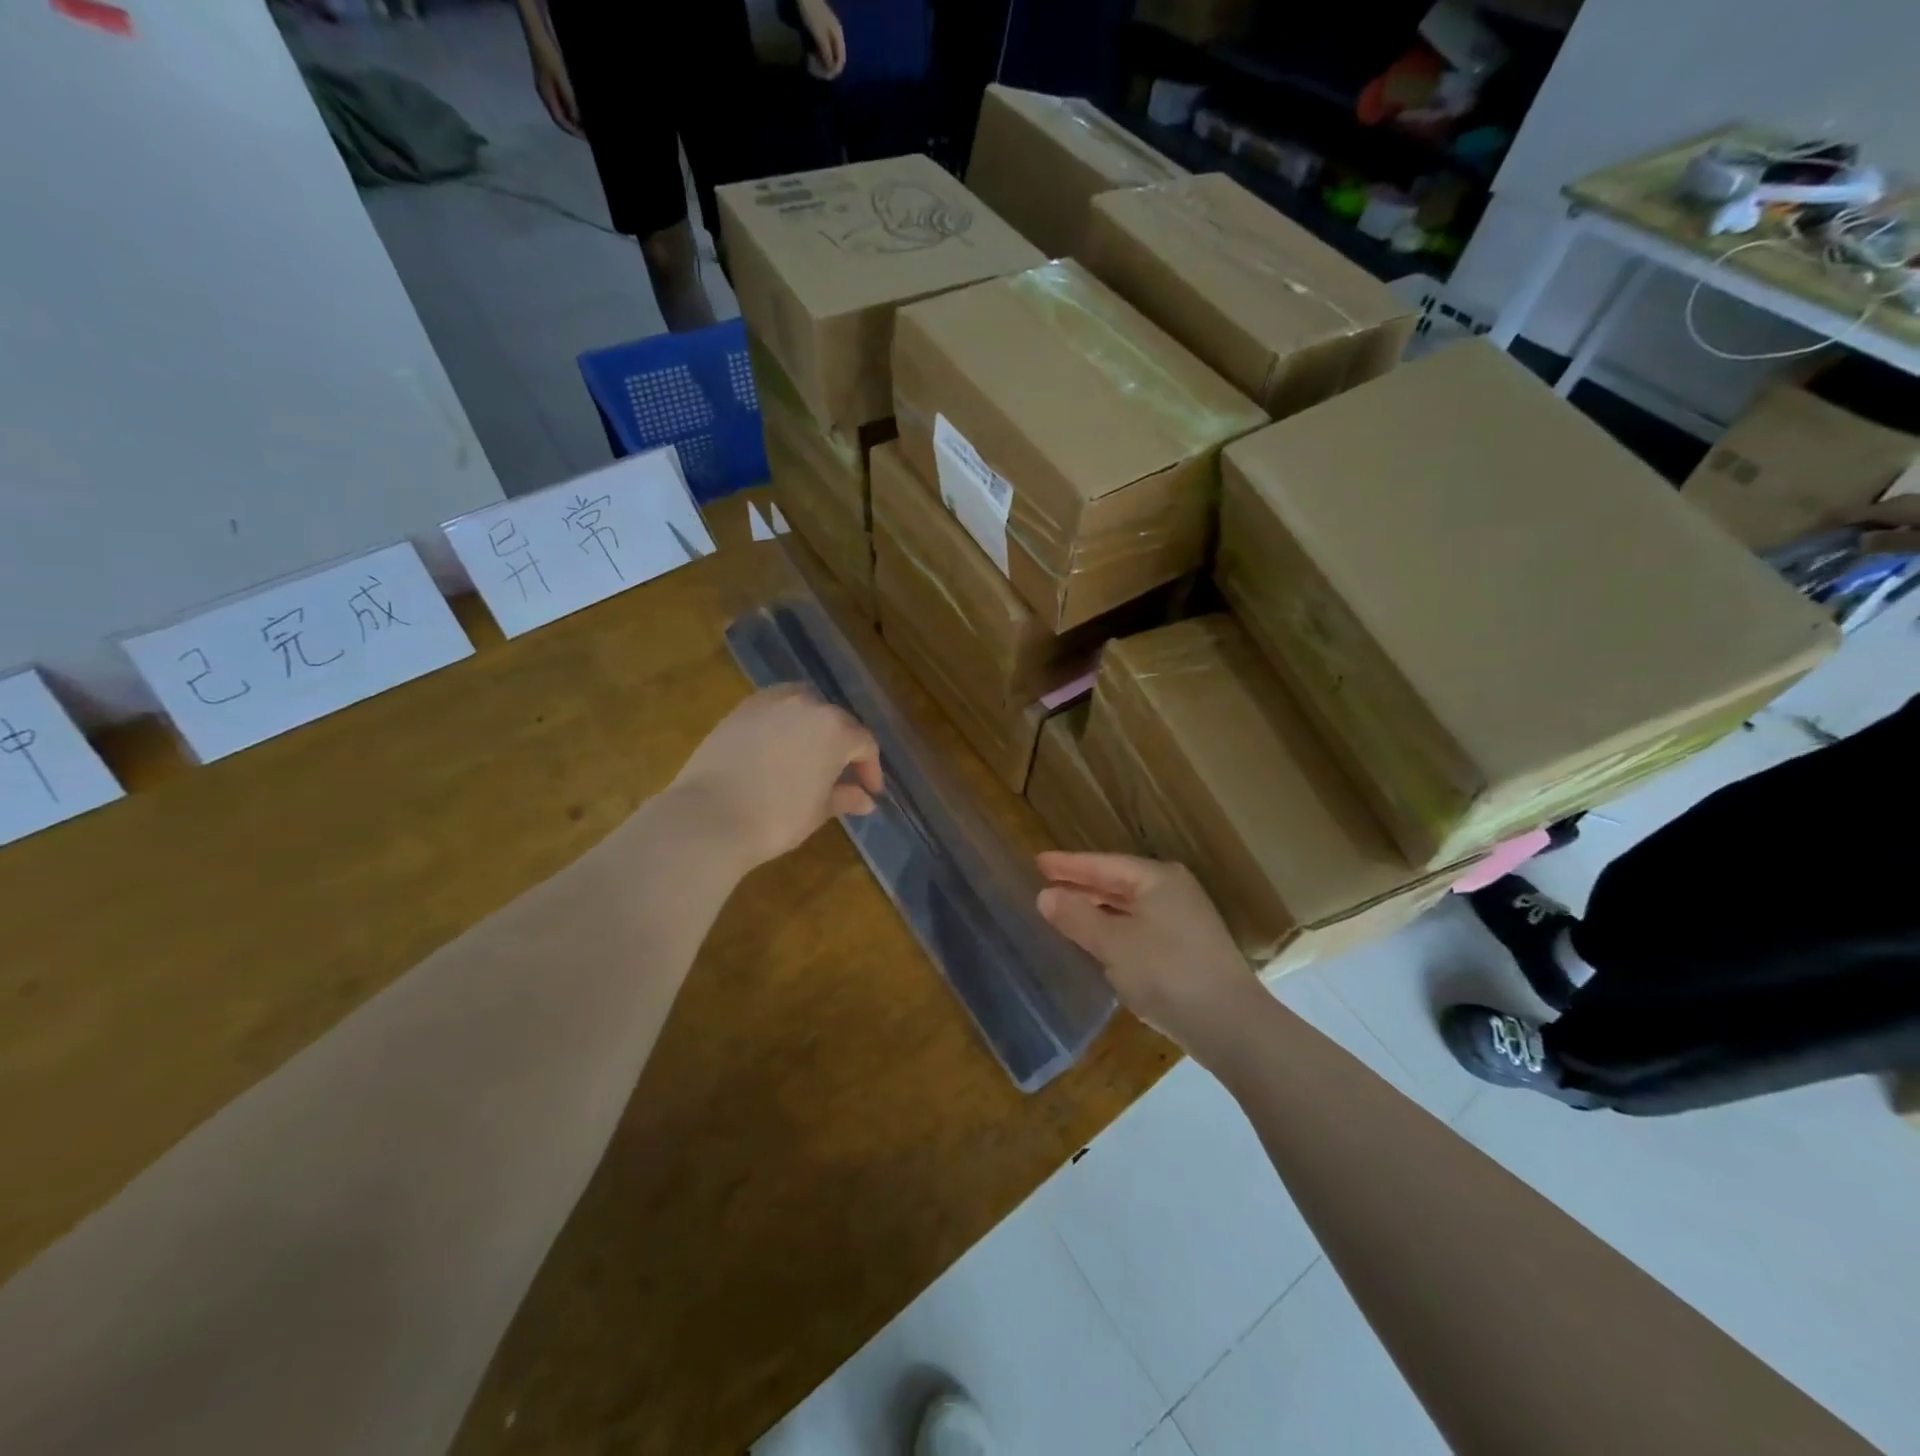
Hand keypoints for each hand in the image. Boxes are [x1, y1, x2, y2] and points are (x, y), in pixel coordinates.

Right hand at [529, 43, 582, 136]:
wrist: (539, 34)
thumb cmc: (550, 57)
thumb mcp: (562, 80)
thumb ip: (570, 102)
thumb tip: (579, 122)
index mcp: (546, 97)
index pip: (560, 121)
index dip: (574, 132)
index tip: (587, 138)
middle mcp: (546, 95)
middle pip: (561, 118)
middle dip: (575, 127)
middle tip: (589, 134)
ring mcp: (548, 88)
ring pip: (563, 110)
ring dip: (574, 119)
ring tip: (588, 124)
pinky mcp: (552, 81)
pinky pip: (563, 100)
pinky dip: (572, 108)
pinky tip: (581, 110)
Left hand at [671, 685, 881, 869]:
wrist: (709, 817)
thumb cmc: (776, 818)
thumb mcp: (818, 811)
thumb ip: (845, 798)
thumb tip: (865, 799)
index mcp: (835, 729)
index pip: (864, 744)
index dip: (870, 769)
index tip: (869, 791)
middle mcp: (807, 705)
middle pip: (836, 721)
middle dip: (843, 746)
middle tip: (841, 774)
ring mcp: (771, 702)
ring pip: (805, 706)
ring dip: (813, 728)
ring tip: (809, 755)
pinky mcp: (741, 709)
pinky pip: (774, 709)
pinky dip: (783, 723)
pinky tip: (777, 747)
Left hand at [795, 0, 846, 79]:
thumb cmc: (813, 15)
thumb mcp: (820, 36)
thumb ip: (827, 54)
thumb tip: (831, 70)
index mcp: (839, 38)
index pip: (841, 62)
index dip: (833, 72)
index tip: (823, 76)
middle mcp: (836, 38)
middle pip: (835, 61)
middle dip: (825, 69)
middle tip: (814, 71)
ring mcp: (829, 35)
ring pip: (828, 57)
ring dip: (820, 64)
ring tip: (810, 64)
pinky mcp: (821, 34)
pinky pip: (822, 50)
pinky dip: (816, 56)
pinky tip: (809, 56)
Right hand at [1036, 852, 1256, 1057]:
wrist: (1231, 1025)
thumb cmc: (1167, 972)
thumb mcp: (1113, 944)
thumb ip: (1077, 917)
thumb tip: (1046, 896)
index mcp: (1157, 879)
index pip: (1103, 864)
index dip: (1069, 865)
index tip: (1038, 861)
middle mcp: (1173, 892)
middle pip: (1118, 882)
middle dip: (1082, 885)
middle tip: (1046, 884)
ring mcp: (1184, 921)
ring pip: (1129, 907)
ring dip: (1097, 909)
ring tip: (1064, 911)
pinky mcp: (1188, 949)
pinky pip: (1140, 928)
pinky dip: (1114, 929)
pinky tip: (1097, 941)